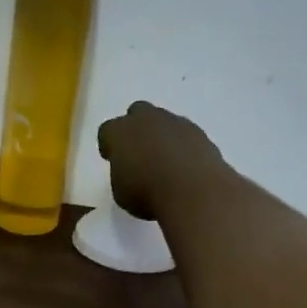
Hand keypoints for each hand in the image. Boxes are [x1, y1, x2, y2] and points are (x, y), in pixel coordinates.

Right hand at [96, 101, 225, 220]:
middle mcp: (146, 119)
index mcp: (119, 132)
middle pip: (137, 113)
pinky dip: (183, 146)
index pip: (107, 131)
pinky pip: (185, 135)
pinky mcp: (200, 132)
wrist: (193, 192)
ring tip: (165, 162)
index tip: (112, 158)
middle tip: (139, 152)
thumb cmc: (147, 194)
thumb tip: (130, 170)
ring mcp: (176, 122)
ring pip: (164, 122)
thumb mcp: (120, 192)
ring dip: (162, 136)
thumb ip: (121, 173)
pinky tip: (185, 167)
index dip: (109, 145)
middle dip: (136, 129)